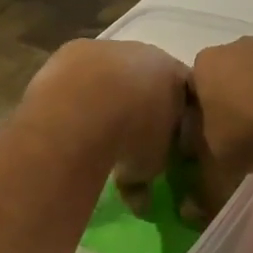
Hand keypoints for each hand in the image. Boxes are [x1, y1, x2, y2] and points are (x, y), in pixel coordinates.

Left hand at [24, 39, 189, 208]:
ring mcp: (109, 48)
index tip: (166, 136)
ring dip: (105, 91)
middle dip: (139, 98)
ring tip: (91, 121)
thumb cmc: (132, 138)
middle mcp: (147, 54)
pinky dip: (76, 88)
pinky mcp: (74, 49)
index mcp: (176, 77)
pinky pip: (80, 70)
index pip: (184, 93)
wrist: (85, 109)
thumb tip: (141, 204)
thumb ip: (147, 179)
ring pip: (112, 69)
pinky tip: (68, 110)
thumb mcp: (148, 167)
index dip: (175, 115)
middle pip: (147, 75)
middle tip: (127, 128)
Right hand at [186, 36, 252, 208]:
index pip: (192, 95)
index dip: (199, 124)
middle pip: (229, 80)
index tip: (213, 147)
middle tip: (248, 141)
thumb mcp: (222, 170)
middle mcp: (237, 46)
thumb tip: (189, 213)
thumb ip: (203, 191)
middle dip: (235, 107)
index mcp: (205, 66)